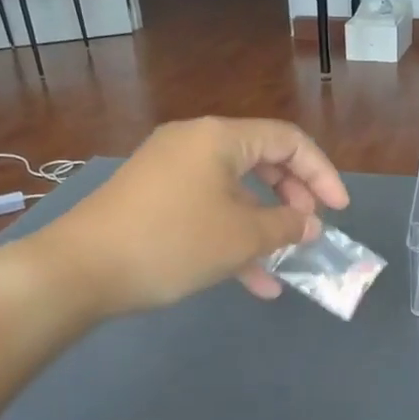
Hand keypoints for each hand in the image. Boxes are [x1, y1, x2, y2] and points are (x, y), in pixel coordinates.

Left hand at [50, 118, 348, 314]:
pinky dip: (231, 237)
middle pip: (261, 161)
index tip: (339, 211)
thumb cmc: (172, 243)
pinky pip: (206, 209)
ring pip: (234, 192)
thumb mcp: (241, 238)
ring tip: (285, 265)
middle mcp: (194, 143)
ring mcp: (170, 171)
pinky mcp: (153, 199)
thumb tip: (310, 225)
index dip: (321, 174)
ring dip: (263, 227)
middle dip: (293, 199)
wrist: (79, 270)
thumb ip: (285, 227)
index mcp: (219, 137)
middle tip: (310, 231)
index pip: (287, 140)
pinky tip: (251, 281)